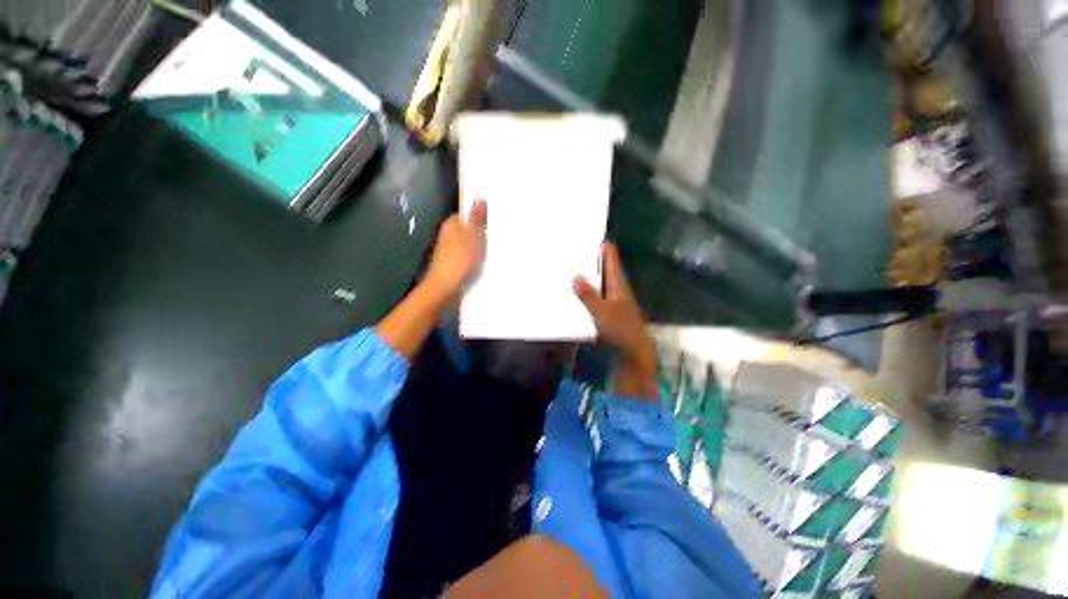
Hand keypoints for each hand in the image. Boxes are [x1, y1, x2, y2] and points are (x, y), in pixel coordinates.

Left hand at [425, 200, 487, 300]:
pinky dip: (477, 257)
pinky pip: (469, 256)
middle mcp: (448, 236)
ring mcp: (450, 252)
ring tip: (497, 245)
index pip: (465, 214)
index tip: (494, 216)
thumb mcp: (472, 237)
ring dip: (480, 245)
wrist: (445, 289)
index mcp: (451, 225)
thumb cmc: (459, 260)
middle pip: (467, 229)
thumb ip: (476, 219)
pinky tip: (488, 261)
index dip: (478, 214)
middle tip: (499, 231)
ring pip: (469, 243)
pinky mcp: (454, 265)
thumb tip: (479, 197)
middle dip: (481, 230)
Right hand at [573, 244, 656, 396]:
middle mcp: (616, 287)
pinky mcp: (607, 311)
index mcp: (618, 282)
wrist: (634, 353)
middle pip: (604, 267)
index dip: (602, 244)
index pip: (611, 256)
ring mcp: (612, 299)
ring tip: (568, 267)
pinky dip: (585, 291)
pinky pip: (594, 295)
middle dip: (590, 258)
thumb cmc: (622, 330)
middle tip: (572, 249)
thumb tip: (576, 276)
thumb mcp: (602, 312)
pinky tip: (573, 293)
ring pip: (598, 281)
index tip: (589, 233)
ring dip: (587, 275)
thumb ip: (588, 295)